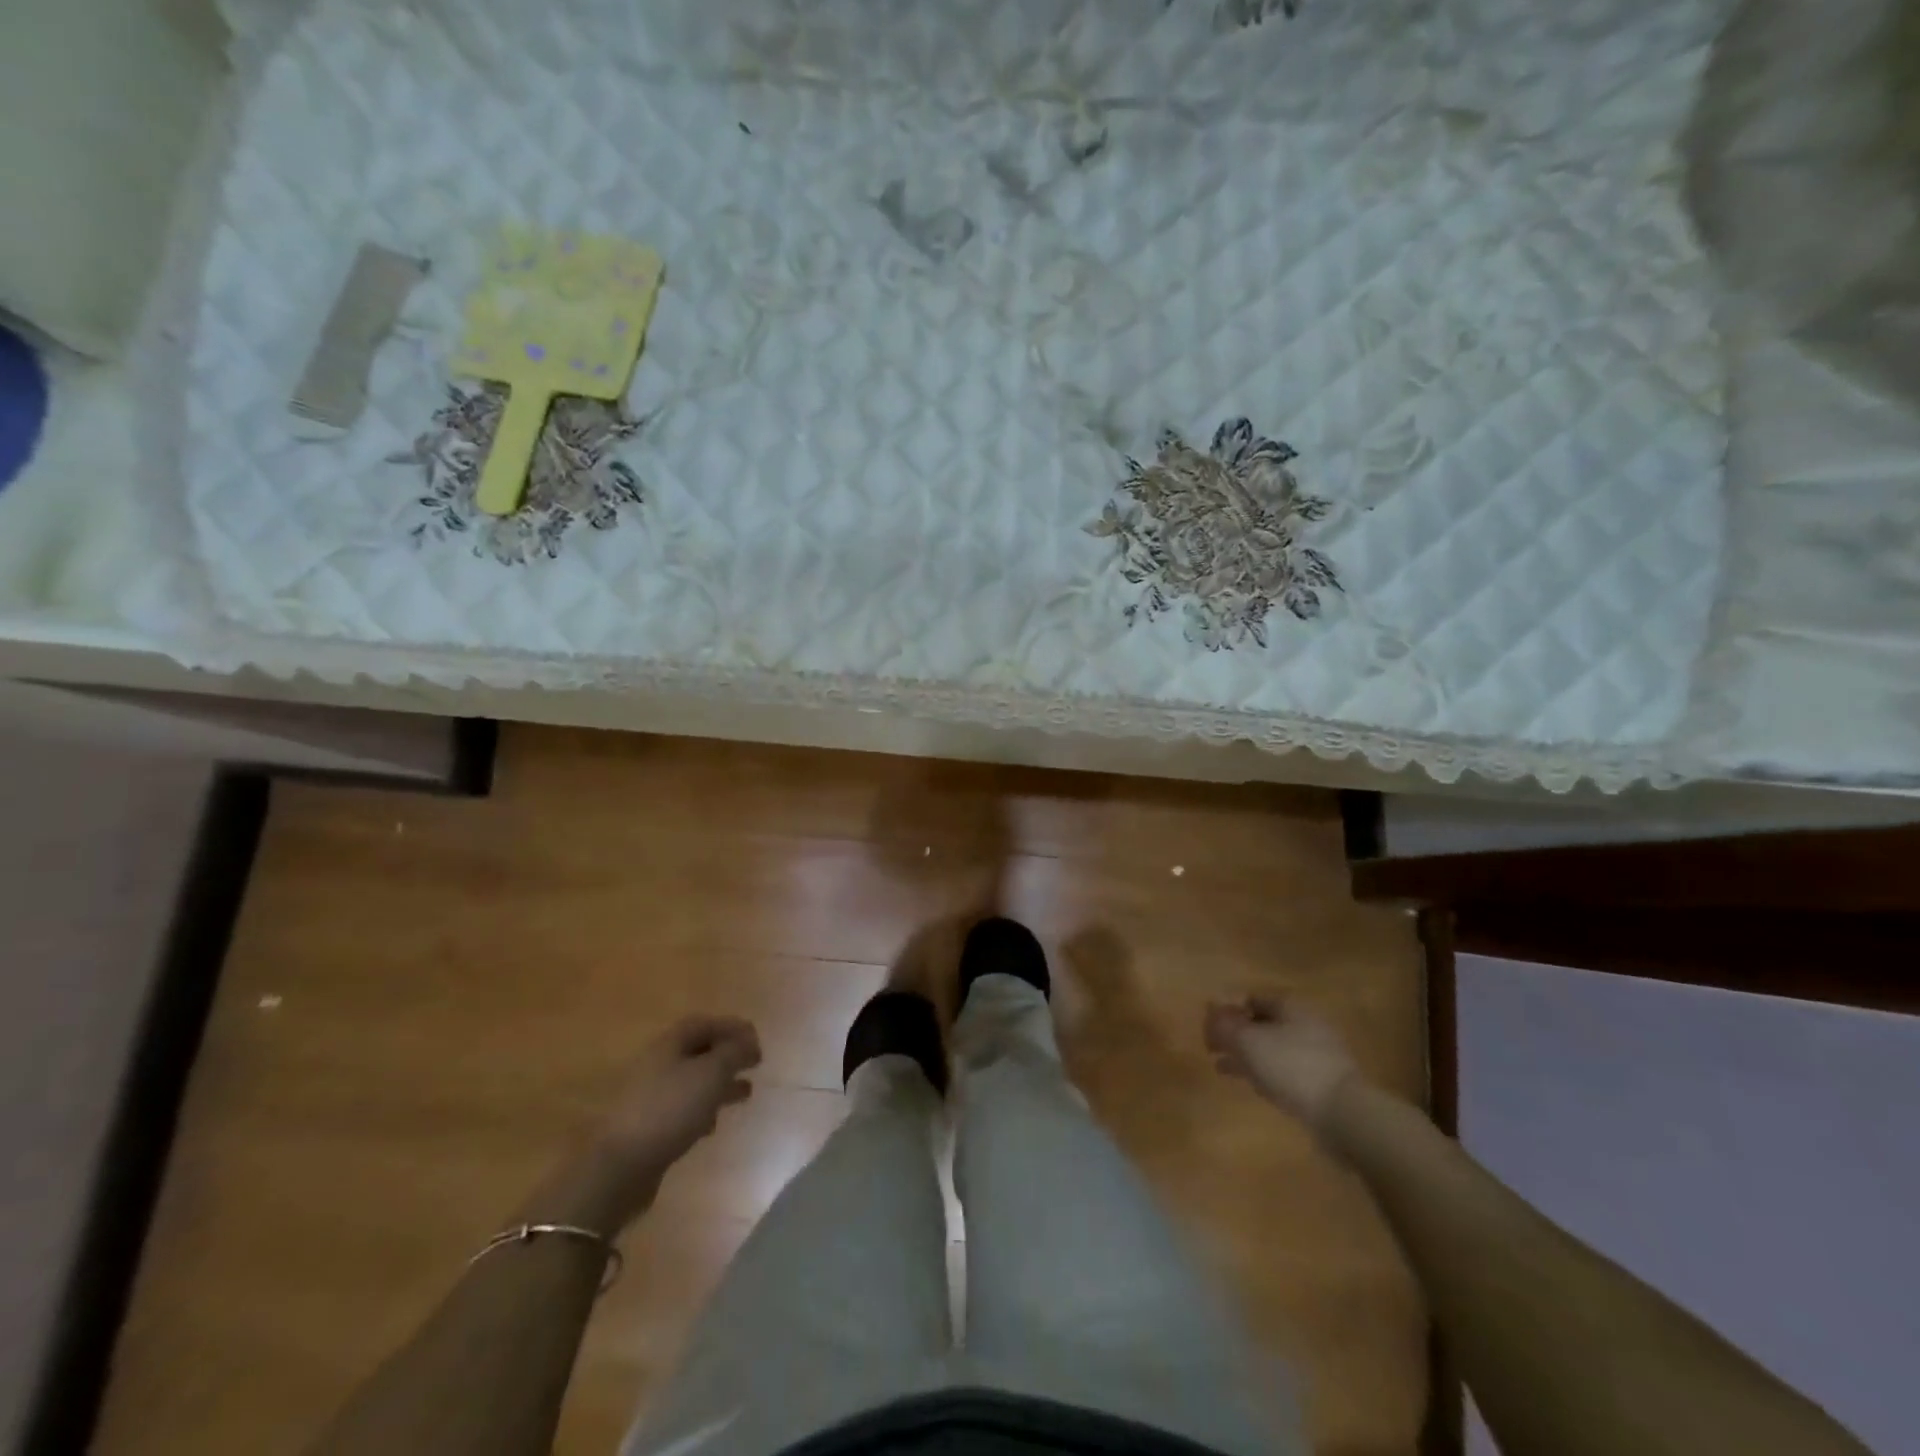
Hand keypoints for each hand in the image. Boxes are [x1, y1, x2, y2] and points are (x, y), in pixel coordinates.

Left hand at [527, 1015, 761, 1234]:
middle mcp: (656, 1064)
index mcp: (668, 1044)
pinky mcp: (647, 1127)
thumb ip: (734, 1052)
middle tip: (754, 1064)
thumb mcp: (711, 1074)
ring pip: (691, 1081)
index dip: (731, 1027)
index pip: (703, 1023)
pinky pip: (681, 1108)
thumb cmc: (670, 1109)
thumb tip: (748, 1041)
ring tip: (745, 1093)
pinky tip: (713, 1125)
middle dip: (727, 1056)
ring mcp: (648, 1097)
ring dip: (719, 1084)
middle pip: (697, 1051)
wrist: (620, 1167)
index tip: (756, 1040)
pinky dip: (702, 1109)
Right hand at [1204, 995, 1358, 1133]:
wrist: (1343, 1113)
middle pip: (1262, 1023)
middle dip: (1237, 1034)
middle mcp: (1305, 1023)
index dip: (1227, 1010)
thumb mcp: (1248, 1042)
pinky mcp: (1322, 1081)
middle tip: (1213, 1047)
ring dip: (1247, 1055)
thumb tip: (1210, 1012)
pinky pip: (1285, 1069)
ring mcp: (1317, 1053)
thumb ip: (1225, 1026)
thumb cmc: (1291, 1066)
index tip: (1209, 1027)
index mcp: (1290, 1006)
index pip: (1251, 998)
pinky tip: (1251, 1084)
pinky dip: (1264, 1072)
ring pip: (1272, 1048)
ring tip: (1222, 1067)